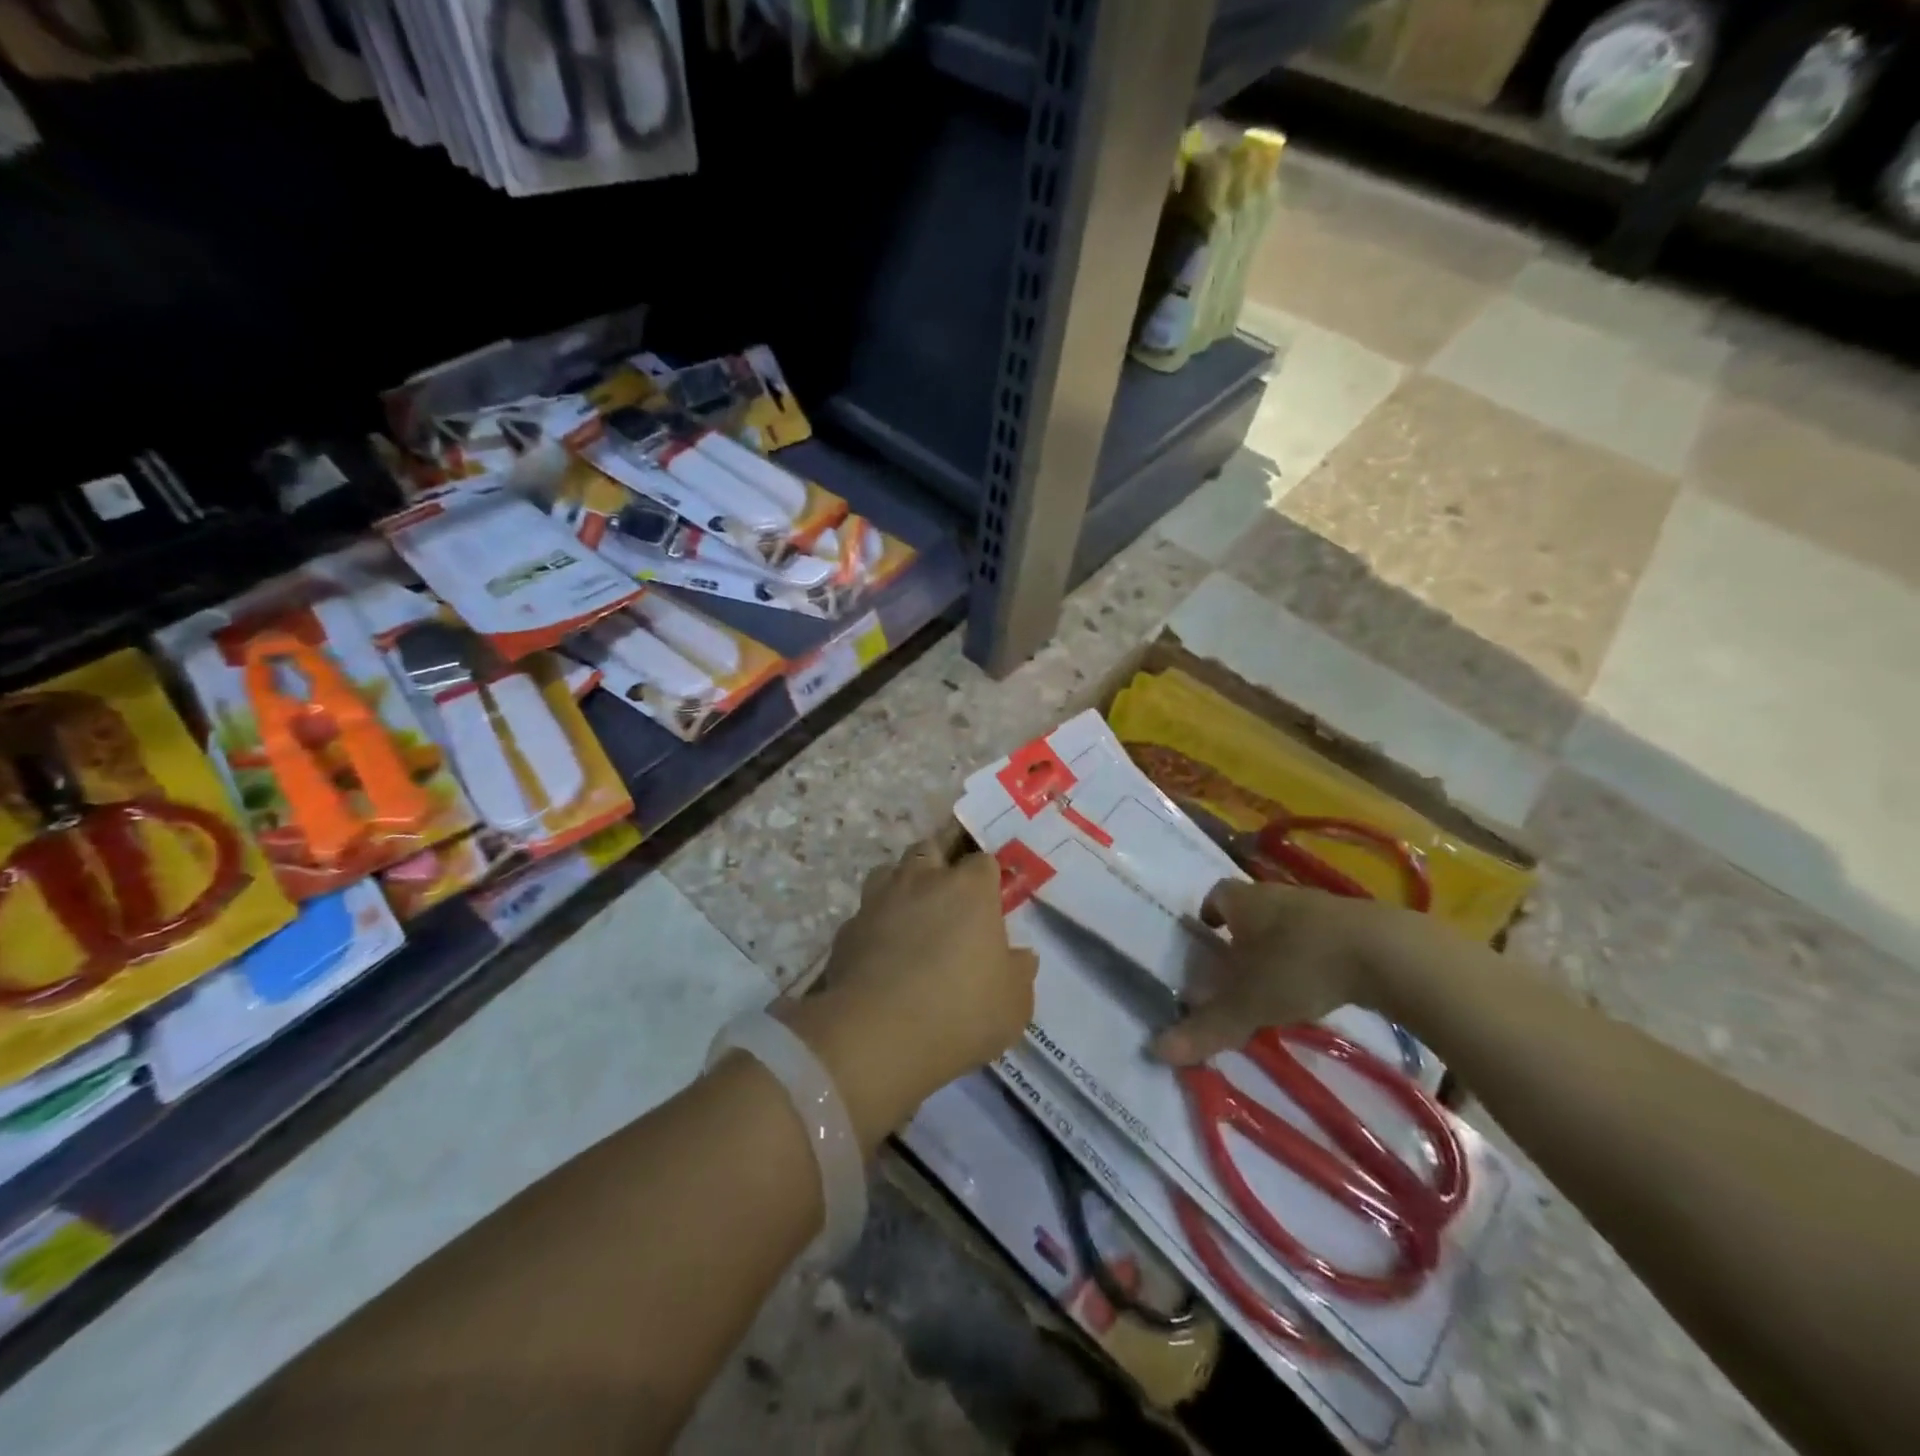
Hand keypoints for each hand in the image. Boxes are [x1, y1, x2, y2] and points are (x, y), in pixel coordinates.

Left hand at [785, 829, 1037, 1144]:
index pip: (982, 860)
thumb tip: (1019, 957)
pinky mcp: (846, 929)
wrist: (876, 1036)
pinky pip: (865, 914)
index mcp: (969, 889)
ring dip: (902, 885)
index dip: (987, 877)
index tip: (991, 899)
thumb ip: (1018, 972)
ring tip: (912, 915)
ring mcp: (879, 901)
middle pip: (931, 849)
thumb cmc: (960, 1012)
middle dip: (941, 863)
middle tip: (950, 895)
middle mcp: (923, 881)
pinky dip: (875, 925)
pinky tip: (881, 953)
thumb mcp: (1013, 1004)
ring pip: (889, 871)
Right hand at [1151, 879, 1433, 1065]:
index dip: (1208, 912)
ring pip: (1287, 920)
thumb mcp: (1248, 1003)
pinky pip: (1321, 934)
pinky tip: (1319, 983)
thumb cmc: (1300, 966)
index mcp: (1244, 901)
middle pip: (1251, 907)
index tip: (1206, 934)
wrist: (1386, 952)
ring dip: (1279, 943)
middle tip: (1236, 966)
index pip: (1216, 894)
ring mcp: (1319, 906)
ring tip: (1277, 980)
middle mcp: (1277, 894)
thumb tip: (1156, 1051)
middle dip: (1242, 932)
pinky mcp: (1355, 924)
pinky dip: (1313, 953)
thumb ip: (1206, 1027)